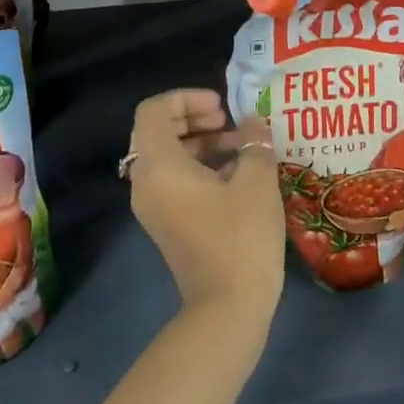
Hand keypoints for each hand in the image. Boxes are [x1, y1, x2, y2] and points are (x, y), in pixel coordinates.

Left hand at [128, 89, 284, 316]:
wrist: (228, 305)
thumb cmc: (240, 235)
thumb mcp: (256, 181)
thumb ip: (253, 142)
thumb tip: (252, 123)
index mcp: (158, 165)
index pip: (154, 110)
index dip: (187, 98)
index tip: (222, 107)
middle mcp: (146, 183)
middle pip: (157, 132)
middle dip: (194, 118)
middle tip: (229, 121)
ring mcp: (154, 206)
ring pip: (168, 157)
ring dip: (201, 143)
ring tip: (242, 148)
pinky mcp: (167, 224)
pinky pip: (175, 181)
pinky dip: (200, 168)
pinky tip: (238, 175)